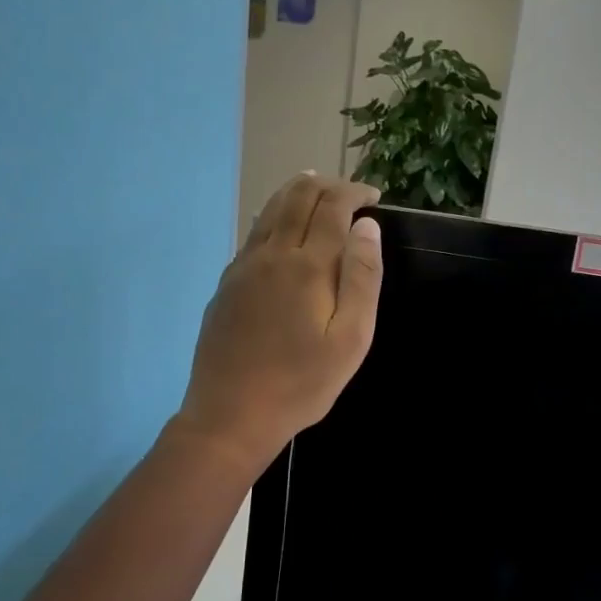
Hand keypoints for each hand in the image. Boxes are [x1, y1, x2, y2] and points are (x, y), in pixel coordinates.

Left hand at [173, 174, 381, 472]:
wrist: (230, 414)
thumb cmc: (301, 384)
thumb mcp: (350, 340)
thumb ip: (361, 279)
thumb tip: (367, 227)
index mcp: (308, 266)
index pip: (333, 207)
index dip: (355, 194)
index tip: (374, 198)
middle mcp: (272, 255)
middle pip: (297, 198)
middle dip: (326, 186)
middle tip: (349, 192)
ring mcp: (243, 268)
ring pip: (269, 211)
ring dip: (296, 193)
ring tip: (315, 190)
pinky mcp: (226, 284)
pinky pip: (253, 234)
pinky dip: (273, 216)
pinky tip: (279, 226)